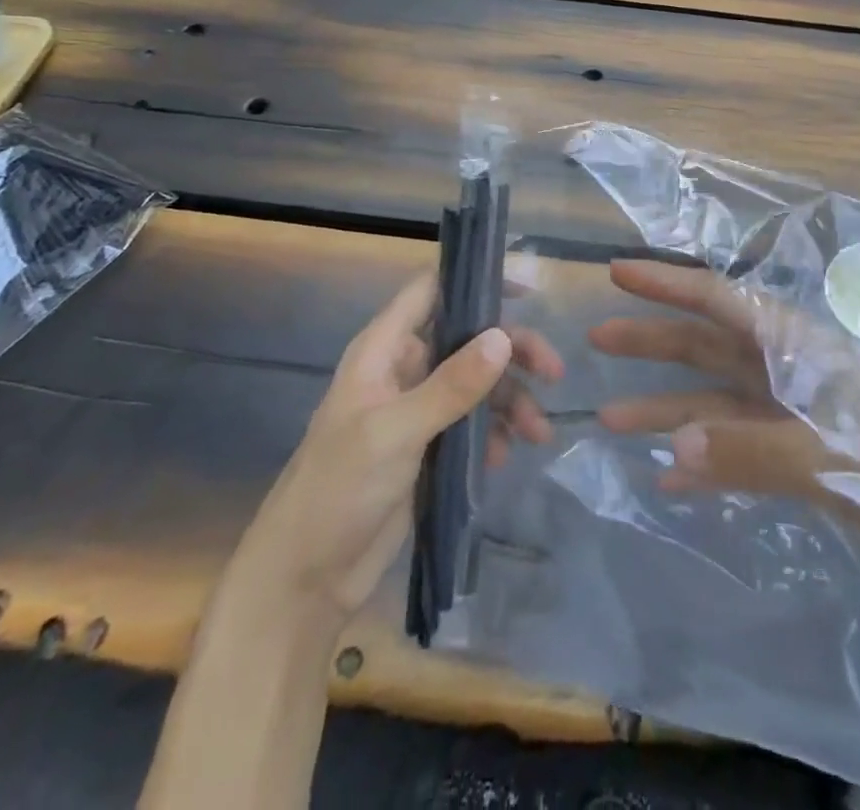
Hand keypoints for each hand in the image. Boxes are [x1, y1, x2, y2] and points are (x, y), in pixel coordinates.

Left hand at [249, 271, 563, 632]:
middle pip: (468, 339)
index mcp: (384, 349)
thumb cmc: (339, 489)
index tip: (526, 294)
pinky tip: (505, 455)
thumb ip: (452, 384)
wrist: (306, 578)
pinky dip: (495, 432)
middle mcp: (403, 369)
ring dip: (511, 400)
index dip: (475, 282)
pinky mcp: (428, 447)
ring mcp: (417, 409)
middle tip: (554, 373)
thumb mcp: (396, 431)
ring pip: (477, 383)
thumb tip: (504, 337)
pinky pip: (472, 423)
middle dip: (512, 353)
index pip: (432, 291)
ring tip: (539, 433)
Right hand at [591, 258, 859, 581]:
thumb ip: (755, 451)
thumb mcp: (837, 459)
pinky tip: (668, 478)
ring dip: (665, 407)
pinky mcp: (804, 455)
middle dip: (652, 340)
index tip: (616, 271)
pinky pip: (737, 448)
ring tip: (608, 420)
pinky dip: (702, 460)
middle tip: (594, 340)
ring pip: (715, 399)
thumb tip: (672, 444)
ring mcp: (792, 413)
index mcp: (795, 348)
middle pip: (707, 344)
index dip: (666, 284)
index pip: (719, 301)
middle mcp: (787, 369)